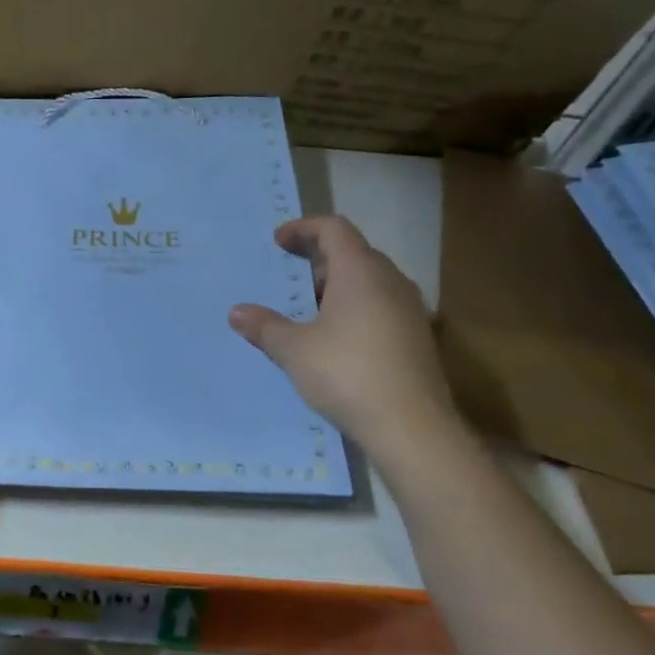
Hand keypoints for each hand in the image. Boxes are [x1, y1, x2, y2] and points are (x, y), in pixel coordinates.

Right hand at [229, 216, 459, 461]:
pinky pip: (382, 307)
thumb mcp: (294, 350)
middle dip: (319, 260)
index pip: (334, 229)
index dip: (303, 228)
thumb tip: (236, 312)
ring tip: (309, 312)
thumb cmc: (347, 374)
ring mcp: (410, 310)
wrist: (411, 426)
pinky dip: (356, 310)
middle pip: (354, 253)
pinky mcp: (417, 338)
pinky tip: (336, 341)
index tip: (278, 242)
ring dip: (338, 287)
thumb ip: (265, 326)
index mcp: (360, 272)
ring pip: (370, 282)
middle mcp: (390, 281)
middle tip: (291, 280)